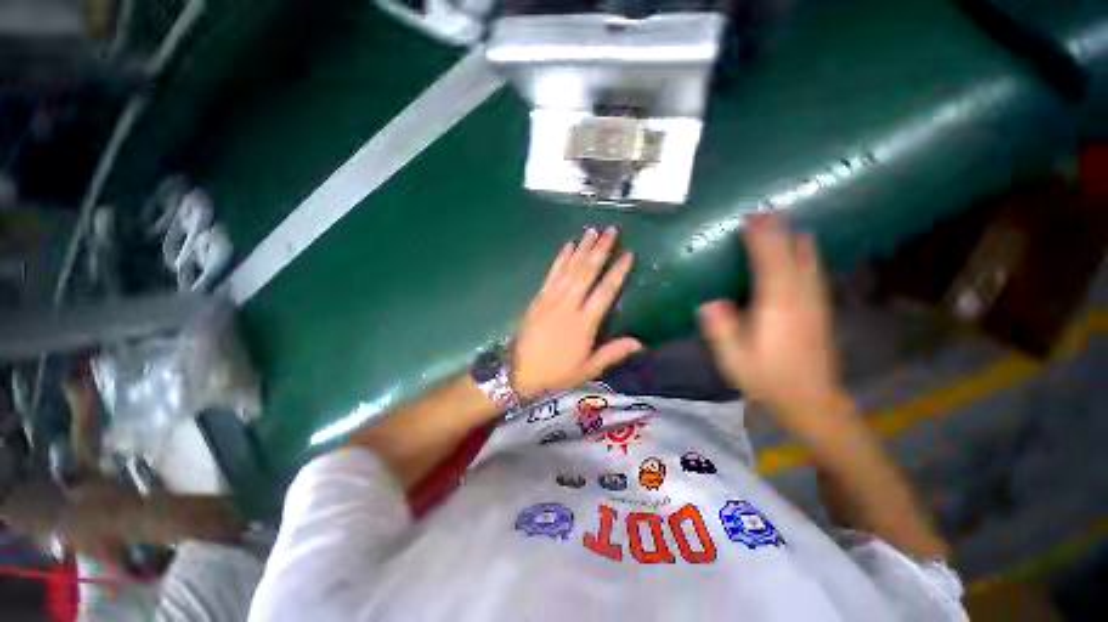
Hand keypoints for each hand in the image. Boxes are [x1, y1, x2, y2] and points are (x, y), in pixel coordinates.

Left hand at [512, 227, 643, 397]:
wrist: (518, 372)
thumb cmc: (556, 373)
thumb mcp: (587, 370)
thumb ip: (613, 353)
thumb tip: (640, 343)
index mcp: (584, 323)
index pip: (605, 291)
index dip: (618, 272)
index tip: (628, 254)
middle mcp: (568, 305)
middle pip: (587, 272)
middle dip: (600, 250)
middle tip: (611, 230)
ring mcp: (551, 299)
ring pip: (570, 268)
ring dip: (582, 248)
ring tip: (593, 231)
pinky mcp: (538, 298)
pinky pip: (551, 274)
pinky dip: (560, 258)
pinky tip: (568, 246)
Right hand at [697, 214, 845, 424]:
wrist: (811, 399)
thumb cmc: (768, 378)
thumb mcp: (734, 359)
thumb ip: (720, 328)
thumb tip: (709, 302)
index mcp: (777, 306)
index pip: (770, 262)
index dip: (761, 238)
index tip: (750, 219)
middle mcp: (800, 297)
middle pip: (793, 254)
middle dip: (779, 231)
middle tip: (763, 213)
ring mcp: (815, 301)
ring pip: (809, 260)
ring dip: (794, 238)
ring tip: (782, 224)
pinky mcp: (821, 308)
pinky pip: (814, 270)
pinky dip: (806, 253)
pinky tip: (802, 249)